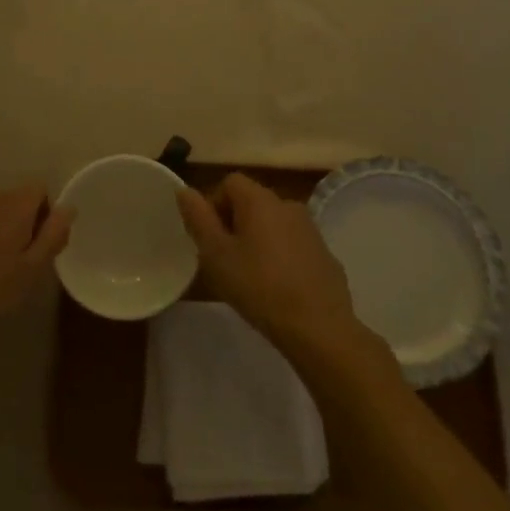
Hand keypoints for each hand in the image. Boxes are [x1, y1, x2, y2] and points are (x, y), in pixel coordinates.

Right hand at [178, 173, 378, 365]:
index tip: (209, 239)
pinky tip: (277, 288)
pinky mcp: (325, 253)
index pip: (230, 182)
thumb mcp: (217, 255)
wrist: (319, 327)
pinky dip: (280, 256)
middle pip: (252, 202)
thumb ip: (198, 219)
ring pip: (273, 224)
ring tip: (250, 276)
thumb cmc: (259, 287)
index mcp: (260, 200)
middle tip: (225, 260)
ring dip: (258, 240)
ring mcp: (310, 229)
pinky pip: (293, 244)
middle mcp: (287, 204)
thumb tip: (185, 191)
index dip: (214, 205)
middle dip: (234, 224)